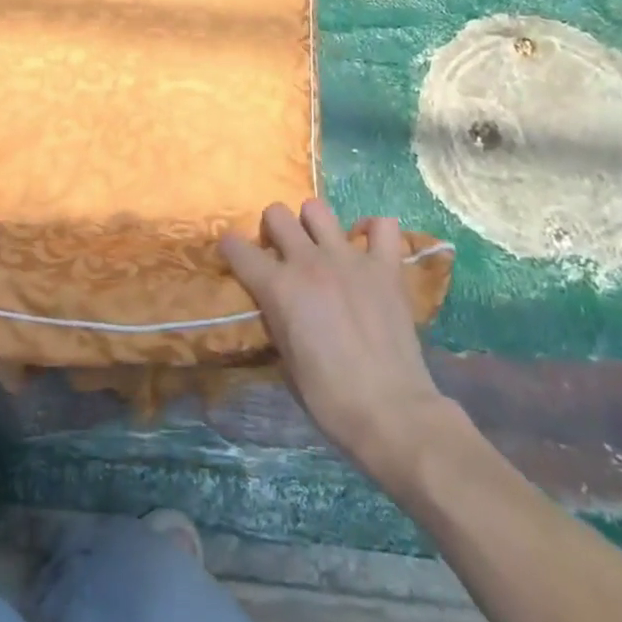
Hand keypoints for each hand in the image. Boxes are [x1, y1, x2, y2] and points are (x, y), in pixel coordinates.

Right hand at [220, 199, 448, 477]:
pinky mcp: (386, 267)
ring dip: (313, 225)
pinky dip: (371, 231)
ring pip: (318, 209)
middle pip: (277, 214)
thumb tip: (277, 303)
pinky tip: (366, 247)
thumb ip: (277, 317)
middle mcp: (309, 261)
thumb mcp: (285, 358)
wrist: (390, 411)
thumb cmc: (328, 397)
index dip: (231, 250)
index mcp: (279, 286)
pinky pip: (382, 226)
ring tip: (320, 247)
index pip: (237, 248)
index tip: (234, 256)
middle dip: (273, 229)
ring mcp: (350, 258)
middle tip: (282, 254)